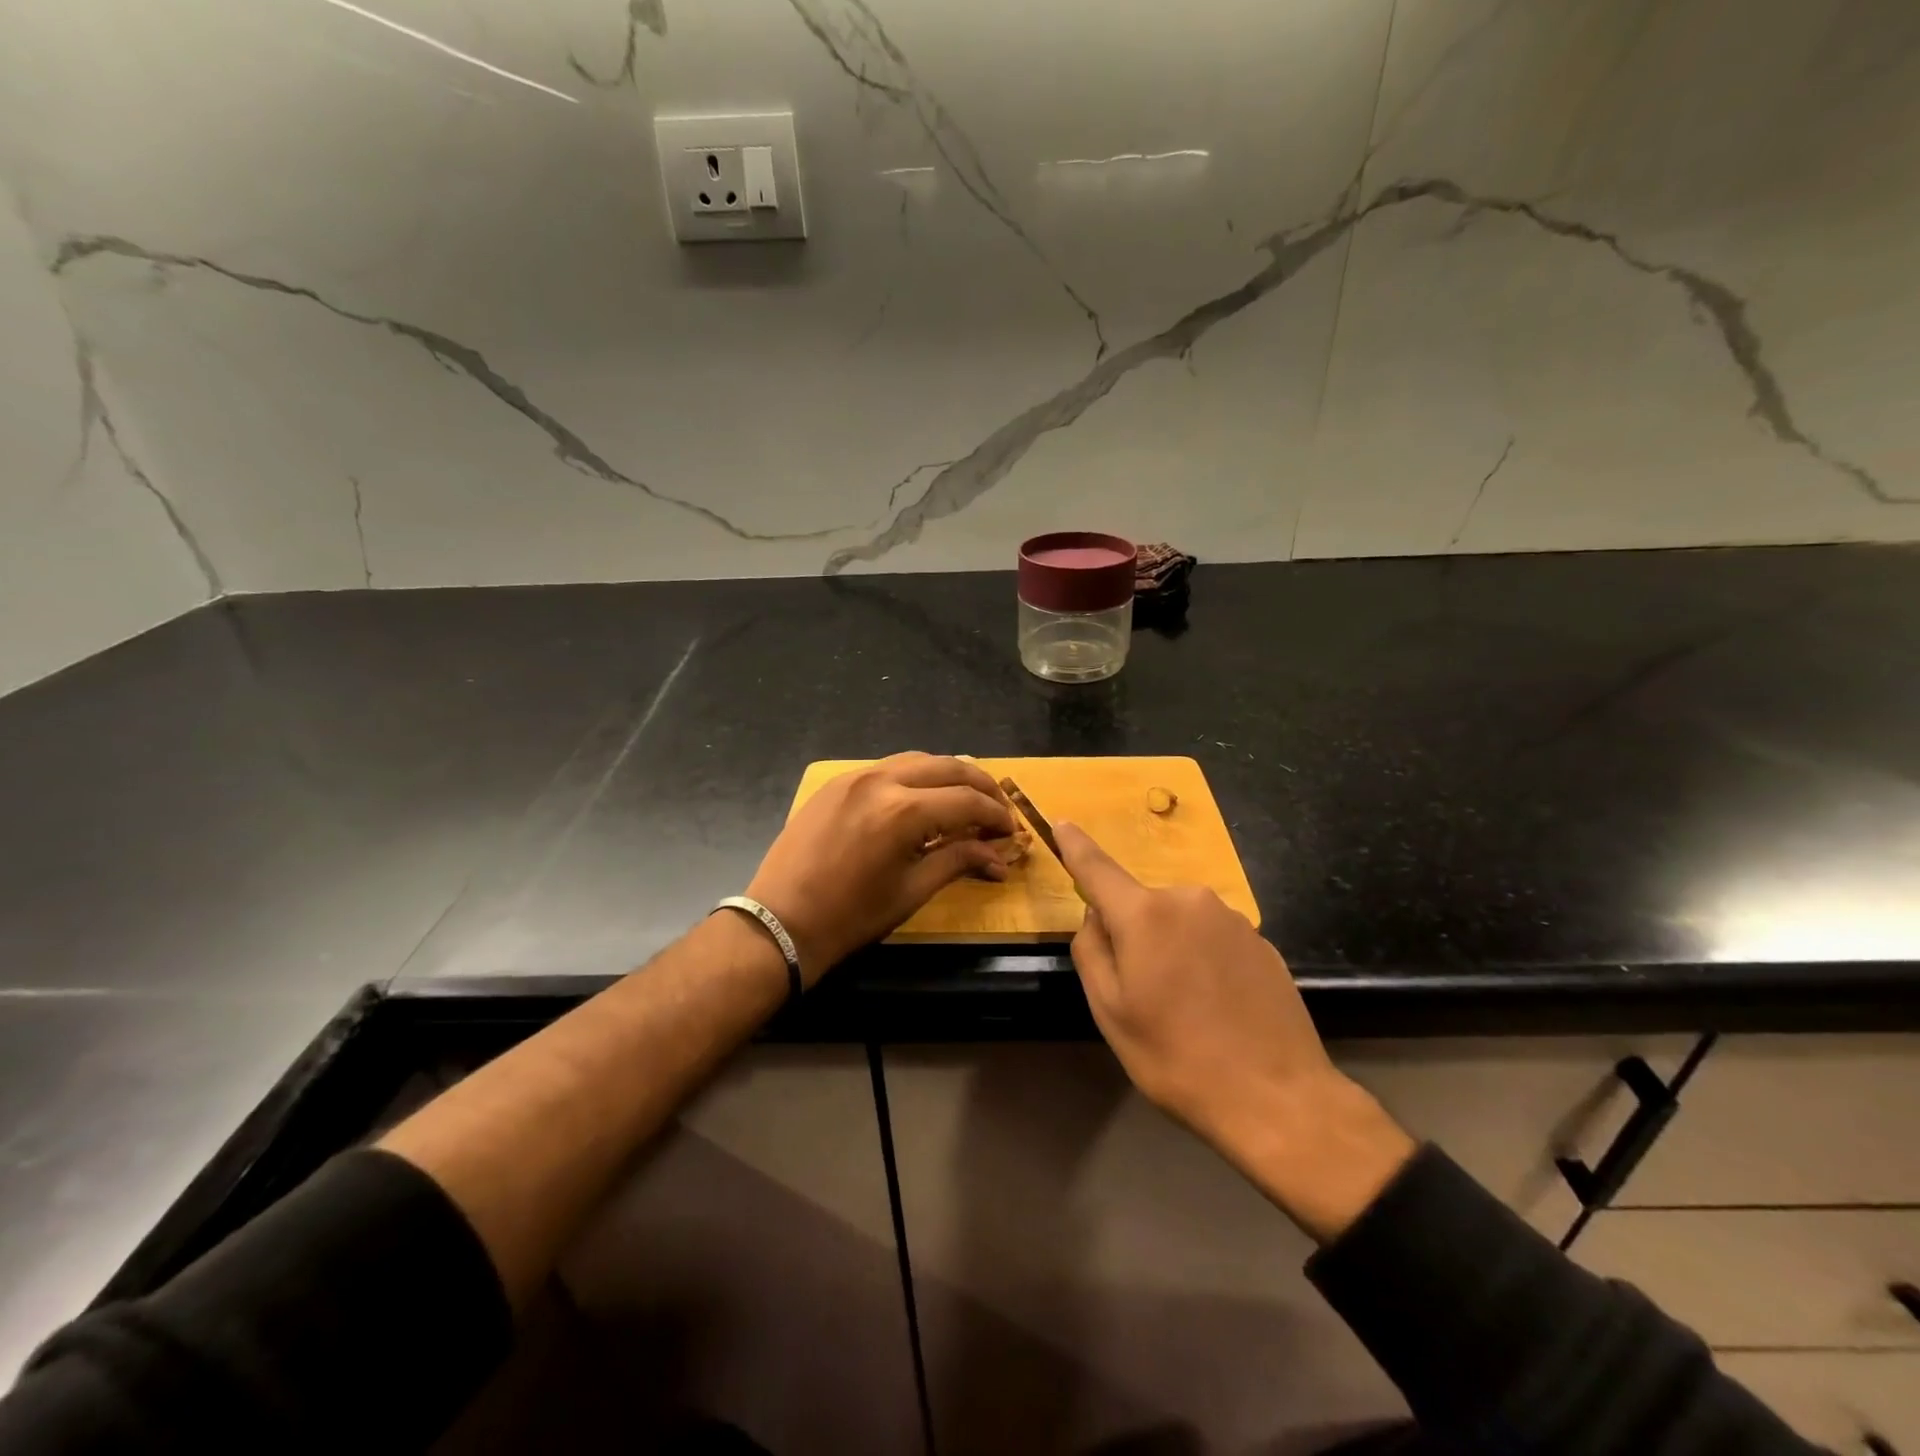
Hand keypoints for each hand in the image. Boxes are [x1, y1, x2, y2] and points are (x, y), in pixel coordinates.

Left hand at [747, 753, 1014, 983]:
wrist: (781, 922)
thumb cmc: (851, 917)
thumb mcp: (911, 891)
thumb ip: (957, 862)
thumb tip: (999, 858)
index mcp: (903, 811)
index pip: (967, 801)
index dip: (996, 815)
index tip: (1011, 832)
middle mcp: (881, 780)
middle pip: (947, 766)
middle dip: (980, 785)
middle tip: (998, 808)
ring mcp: (854, 777)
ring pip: (916, 759)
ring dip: (948, 775)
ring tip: (965, 799)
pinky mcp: (835, 783)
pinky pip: (886, 768)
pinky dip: (914, 777)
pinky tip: (922, 798)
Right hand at [1057, 821, 1415, 1242]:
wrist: (1278, 1098)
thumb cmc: (1177, 1057)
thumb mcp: (1110, 1011)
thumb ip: (1091, 951)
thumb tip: (1097, 918)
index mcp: (1145, 914)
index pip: (1098, 868)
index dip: (1076, 846)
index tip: (1062, 823)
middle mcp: (1189, 900)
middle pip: (1141, 906)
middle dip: (1133, 934)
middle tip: (1143, 993)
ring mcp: (1231, 918)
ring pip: (1178, 923)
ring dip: (1171, 948)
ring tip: (1186, 1007)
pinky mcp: (1261, 940)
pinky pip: (1212, 938)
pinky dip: (1203, 960)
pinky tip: (1217, 1006)